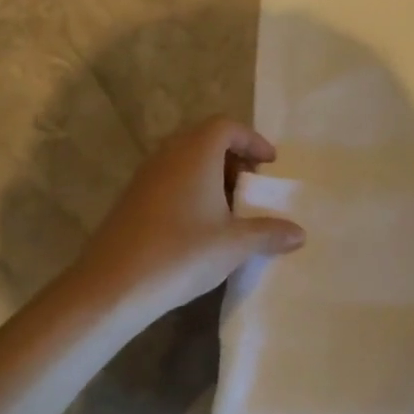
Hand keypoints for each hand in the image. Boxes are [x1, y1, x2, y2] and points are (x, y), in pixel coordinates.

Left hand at [76, 117, 304, 319]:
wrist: (113, 286)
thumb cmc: (182, 253)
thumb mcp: (235, 245)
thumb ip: (269, 233)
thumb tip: (300, 233)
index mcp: (196, 154)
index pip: (226, 127)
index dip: (252, 140)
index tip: (269, 163)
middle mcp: (168, 157)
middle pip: (204, 140)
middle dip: (233, 158)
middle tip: (251, 185)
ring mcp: (145, 178)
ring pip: (184, 161)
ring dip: (211, 176)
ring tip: (230, 209)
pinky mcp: (131, 201)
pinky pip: (169, 181)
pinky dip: (191, 191)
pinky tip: (200, 226)